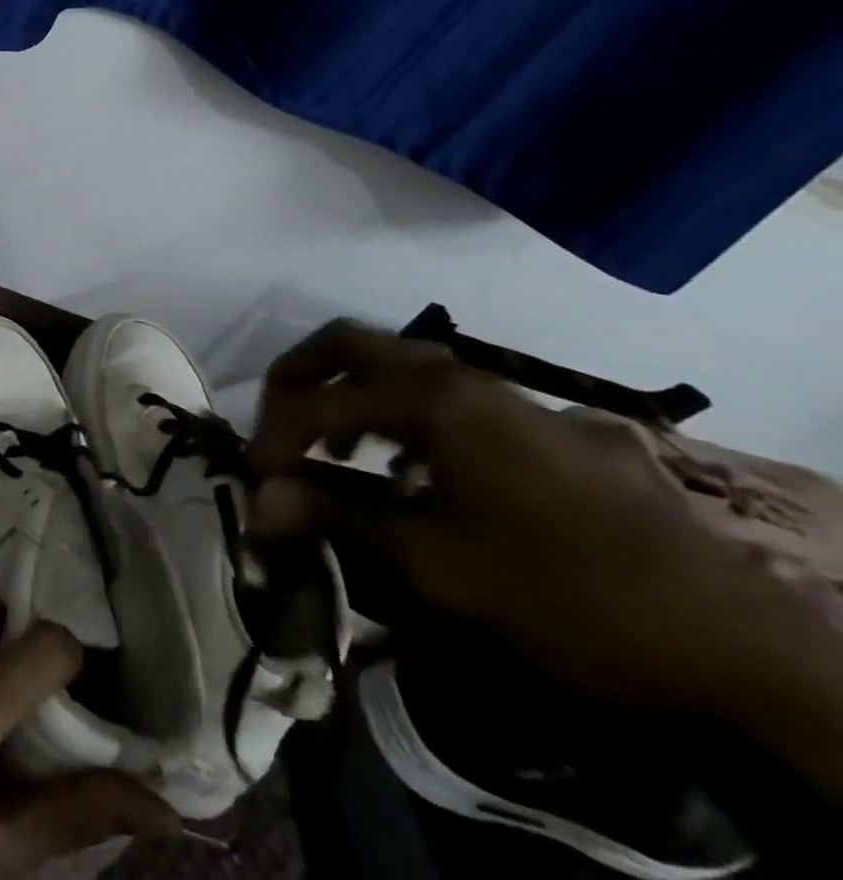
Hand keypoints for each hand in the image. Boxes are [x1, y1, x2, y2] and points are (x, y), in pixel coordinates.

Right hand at [245, 321, 777, 713]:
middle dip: (298, 379)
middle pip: (351, 345)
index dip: (274, 438)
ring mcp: (504, 397)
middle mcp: (462, 378)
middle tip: (275, 428)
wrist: (738, 648)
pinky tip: (407, 469)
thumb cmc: (565, 597)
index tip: (255, 483)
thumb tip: (258, 502)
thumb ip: (338, 517)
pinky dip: (395, 412)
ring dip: (347, 393)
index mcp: (433, 400)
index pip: (319, 402)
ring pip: (397, 365)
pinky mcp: (536, 425)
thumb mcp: (436, 565)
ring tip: (332, 449)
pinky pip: (441, 395)